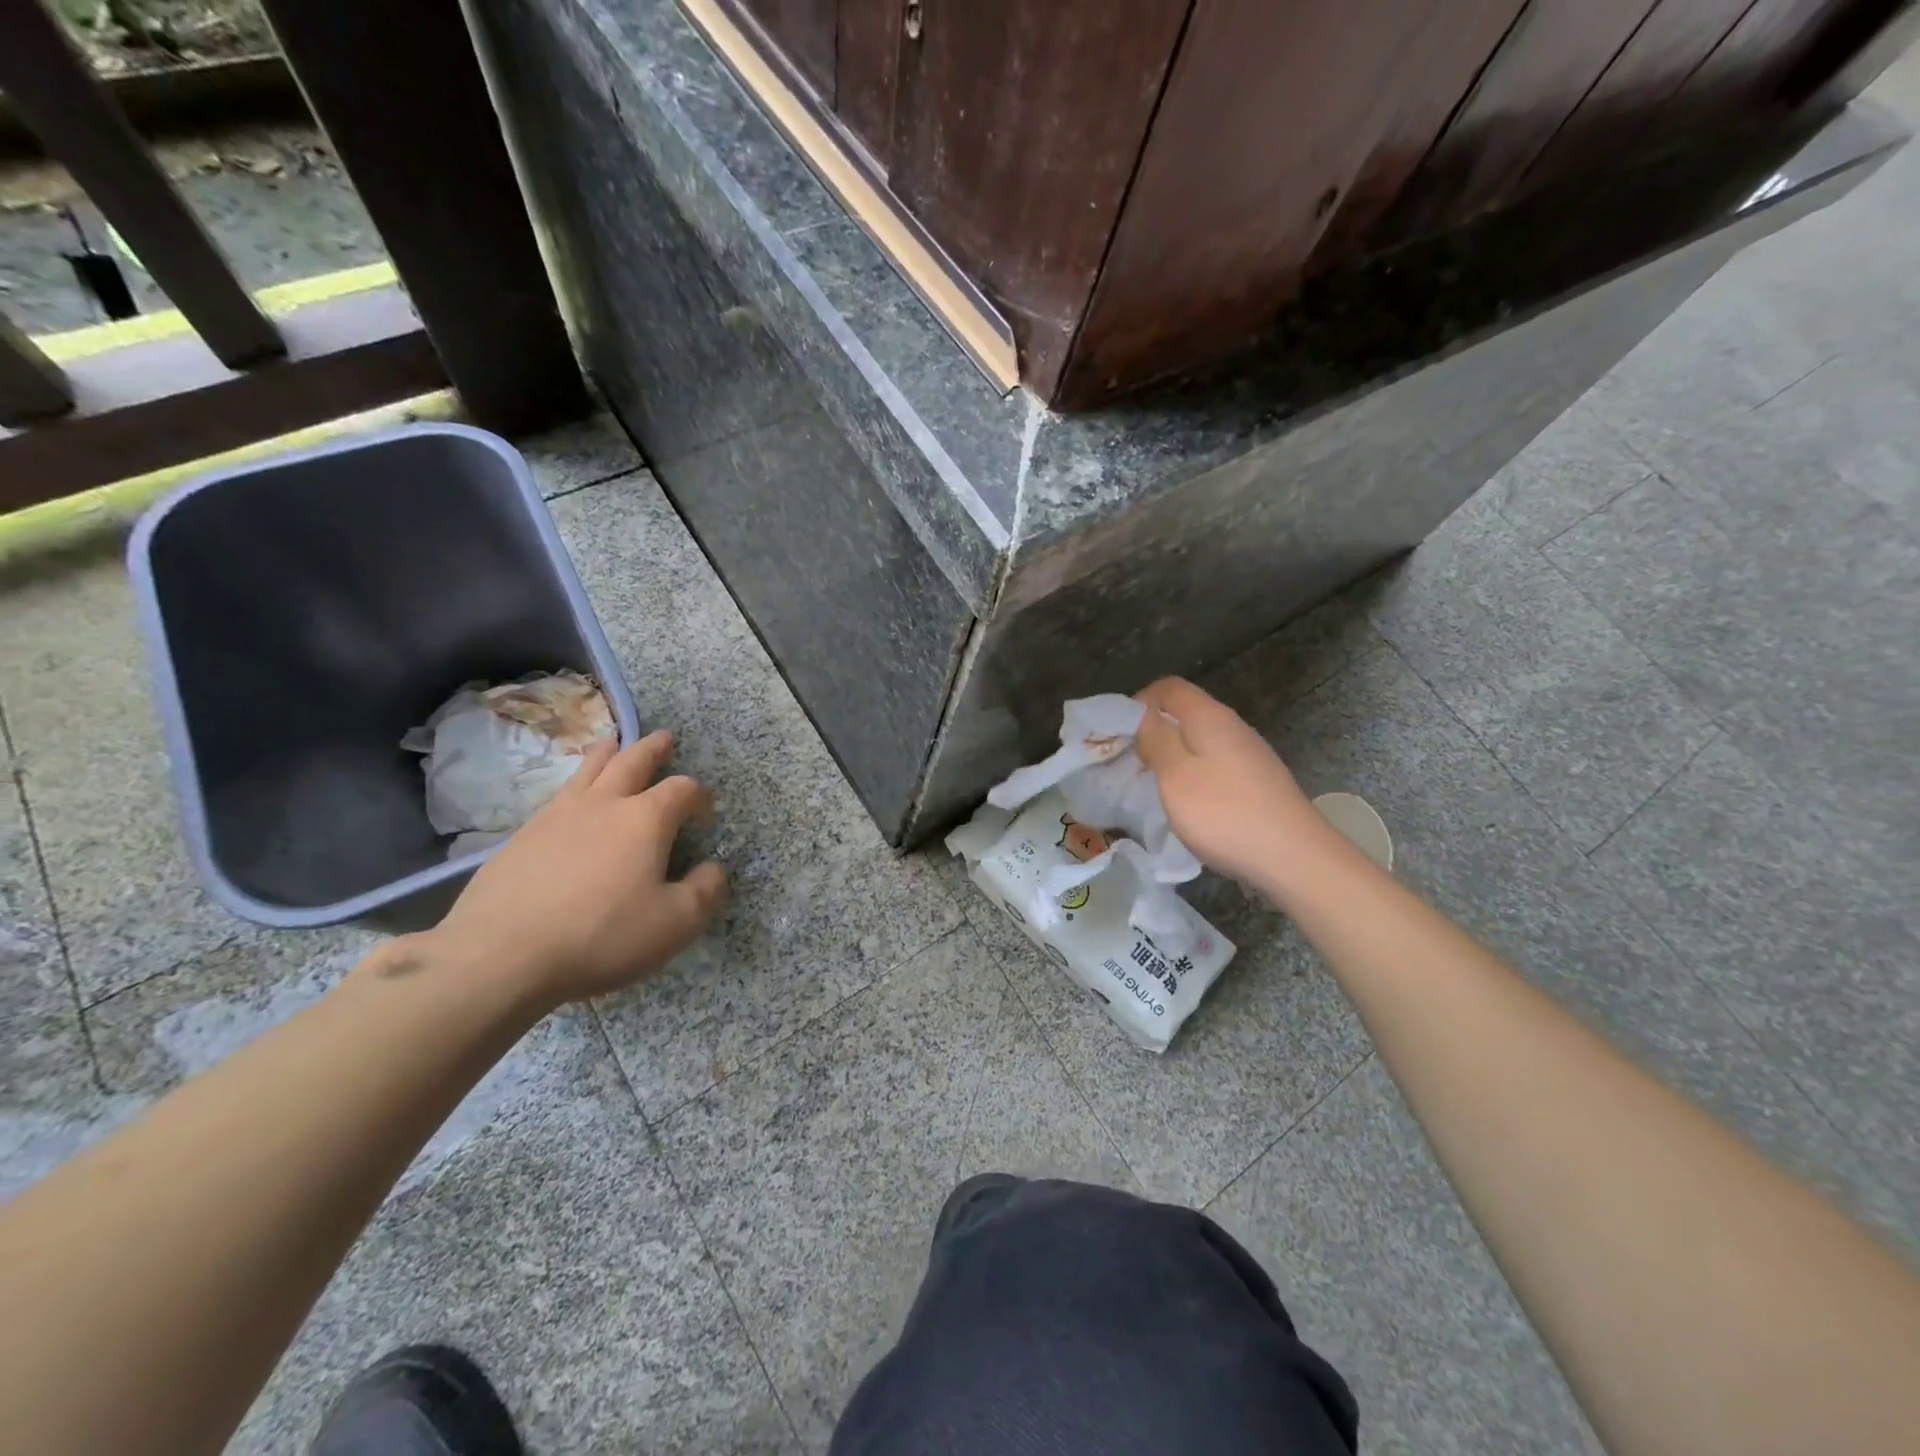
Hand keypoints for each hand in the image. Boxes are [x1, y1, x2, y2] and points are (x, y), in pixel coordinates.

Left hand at [424, 730, 727, 1005]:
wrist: (501, 955)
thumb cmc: (602, 935)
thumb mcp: (675, 923)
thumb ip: (704, 891)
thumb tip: (713, 868)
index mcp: (646, 819)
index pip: (682, 790)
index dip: (699, 795)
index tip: (705, 810)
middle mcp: (604, 804)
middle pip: (632, 761)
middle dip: (653, 749)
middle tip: (664, 738)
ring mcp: (557, 815)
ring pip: (588, 770)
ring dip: (608, 753)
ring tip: (615, 743)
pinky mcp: (523, 836)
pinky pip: (558, 796)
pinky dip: (575, 784)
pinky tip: (573, 799)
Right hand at [1134, 677, 1334, 891]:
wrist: (1294, 858)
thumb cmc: (1225, 814)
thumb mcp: (1175, 776)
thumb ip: (1155, 739)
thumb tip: (1144, 715)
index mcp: (1210, 717)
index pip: (1169, 687)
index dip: (1139, 701)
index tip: (1118, 733)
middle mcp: (1233, 727)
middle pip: (1186, 712)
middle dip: (1153, 731)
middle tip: (1131, 763)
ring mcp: (1250, 754)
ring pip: (1201, 740)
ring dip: (1172, 756)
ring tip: (1154, 785)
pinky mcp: (1259, 781)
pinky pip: (1216, 764)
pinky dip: (1194, 774)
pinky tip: (1189, 805)